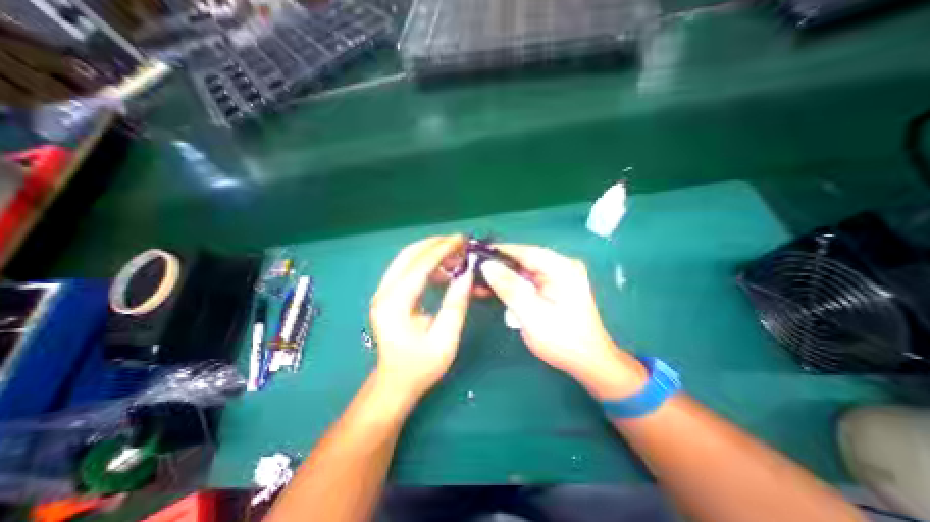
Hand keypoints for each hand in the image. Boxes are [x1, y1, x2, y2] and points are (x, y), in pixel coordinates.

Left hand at [369, 236, 475, 402]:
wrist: (395, 382)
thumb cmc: (421, 366)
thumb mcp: (445, 338)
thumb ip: (456, 304)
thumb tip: (467, 273)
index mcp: (395, 304)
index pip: (420, 265)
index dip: (443, 249)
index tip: (462, 240)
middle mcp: (384, 292)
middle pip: (409, 255)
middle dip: (435, 244)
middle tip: (460, 243)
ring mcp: (384, 292)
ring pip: (407, 259)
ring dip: (432, 253)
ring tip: (456, 258)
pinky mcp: (389, 294)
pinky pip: (408, 270)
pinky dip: (427, 265)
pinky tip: (444, 272)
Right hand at [479, 244, 648, 398]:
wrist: (587, 361)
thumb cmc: (562, 340)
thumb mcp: (532, 314)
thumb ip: (509, 288)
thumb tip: (487, 265)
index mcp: (562, 268)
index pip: (526, 251)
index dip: (500, 251)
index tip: (476, 253)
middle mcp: (562, 266)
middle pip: (524, 259)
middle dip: (499, 266)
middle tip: (474, 272)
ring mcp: (558, 276)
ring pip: (523, 270)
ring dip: (503, 277)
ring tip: (480, 283)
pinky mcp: (553, 286)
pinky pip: (528, 280)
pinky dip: (512, 285)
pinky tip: (495, 290)